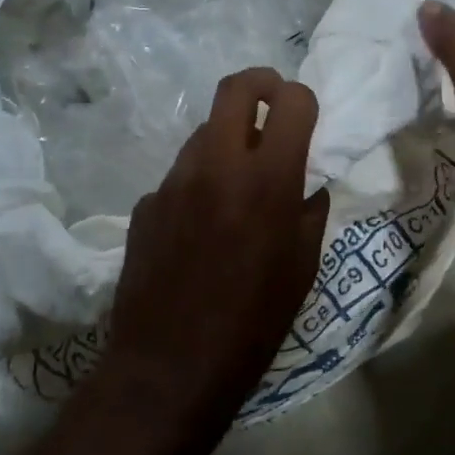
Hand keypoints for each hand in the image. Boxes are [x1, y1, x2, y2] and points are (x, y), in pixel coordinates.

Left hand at [96, 67, 330, 437]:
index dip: (303, 100)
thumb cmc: (253, 325)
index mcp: (267, 180)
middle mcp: (216, 166)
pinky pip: (180, 177)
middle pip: (235, 88)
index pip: (290, 101)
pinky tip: (199, 229)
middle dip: (261, 85)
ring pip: (204, 133)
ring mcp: (173, 182)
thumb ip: (309, 211)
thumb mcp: (302, 269)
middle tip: (272, 108)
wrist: (170, 368)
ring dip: (227, 142)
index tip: (305, 117)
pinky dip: (198, 185)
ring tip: (236, 187)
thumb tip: (306, 183)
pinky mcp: (145, 205)